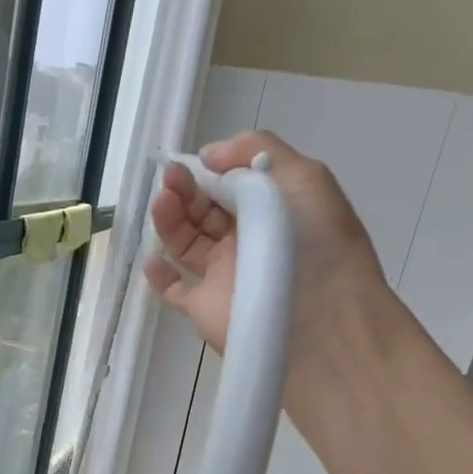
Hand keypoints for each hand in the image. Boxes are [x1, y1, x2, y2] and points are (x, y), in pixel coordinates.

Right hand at [144, 130, 389, 387]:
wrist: (319, 321)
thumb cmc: (317, 245)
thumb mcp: (305, 178)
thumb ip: (258, 152)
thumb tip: (208, 156)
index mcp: (273, 210)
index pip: (232, 184)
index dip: (210, 170)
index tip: (190, 162)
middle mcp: (246, 240)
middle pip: (204, 210)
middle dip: (185, 190)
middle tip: (170, 178)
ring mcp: (223, 276)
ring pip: (186, 243)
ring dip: (170, 219)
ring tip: (162, 203)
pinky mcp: (204, 308)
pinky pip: (176, 290)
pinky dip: (159, 276)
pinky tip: (153, 258)